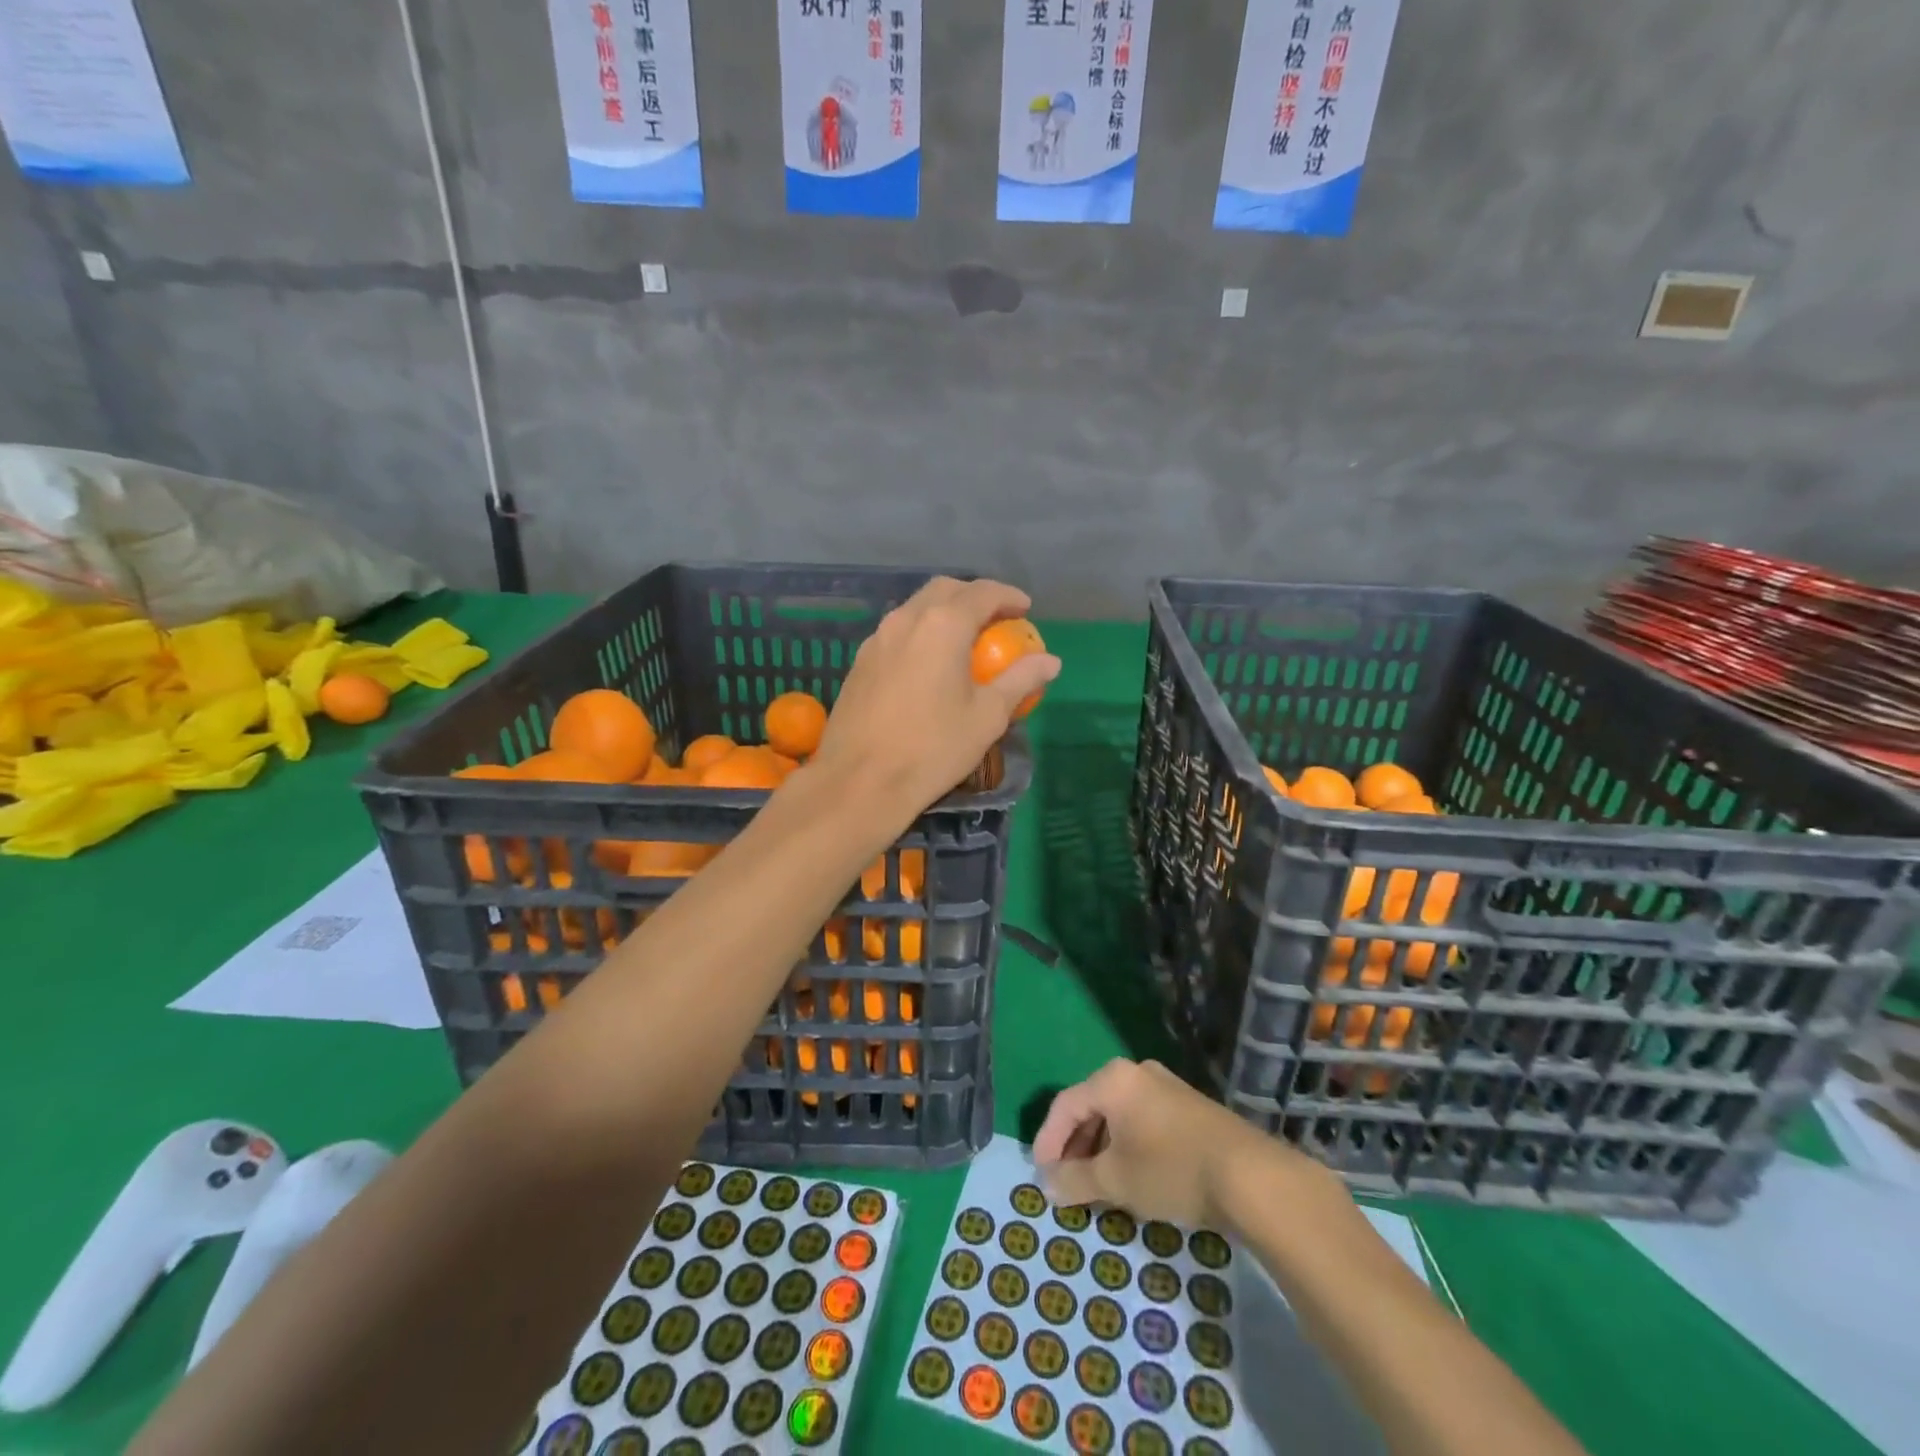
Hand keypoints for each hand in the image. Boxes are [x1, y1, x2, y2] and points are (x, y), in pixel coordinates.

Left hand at [810, 576, 1059, 825]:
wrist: (860, 780)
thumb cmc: (933, 748)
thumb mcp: (988, 716)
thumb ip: (1020, 680)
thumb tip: (1050, 661)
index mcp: (943, 625)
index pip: (982, 593)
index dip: (1008, 596)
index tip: (1025, 609)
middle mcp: (906, 619)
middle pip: (945, 590)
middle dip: (974, 597)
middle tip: (996, 620)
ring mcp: (877, 639)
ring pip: (916, 608)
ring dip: (944, 613)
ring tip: (964, 640)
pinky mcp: (860, 661)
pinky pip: (897, 632)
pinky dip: (921, 633)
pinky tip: (929, 663)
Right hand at [1033, 1058, 1325, 1228]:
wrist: (1251, 1176)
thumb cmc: (1171, 1169)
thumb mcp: (1116, 1180)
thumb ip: (1076, 1180)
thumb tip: (1048, 1184)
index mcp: (1113, 1079)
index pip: (1065, 1105)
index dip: (1048, 1140)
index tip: (1042, 1175)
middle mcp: (1137, 1073)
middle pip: (1092, 1106)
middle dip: (1075, 1146)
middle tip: (1067, 1181)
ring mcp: (1167, 1087)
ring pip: (1119, 1115)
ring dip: (1102, 1148)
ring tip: (1097, 1184)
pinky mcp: (1190, 1107)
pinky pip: (1144, 1121)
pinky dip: (1128, 1146)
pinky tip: (1133, 1177)